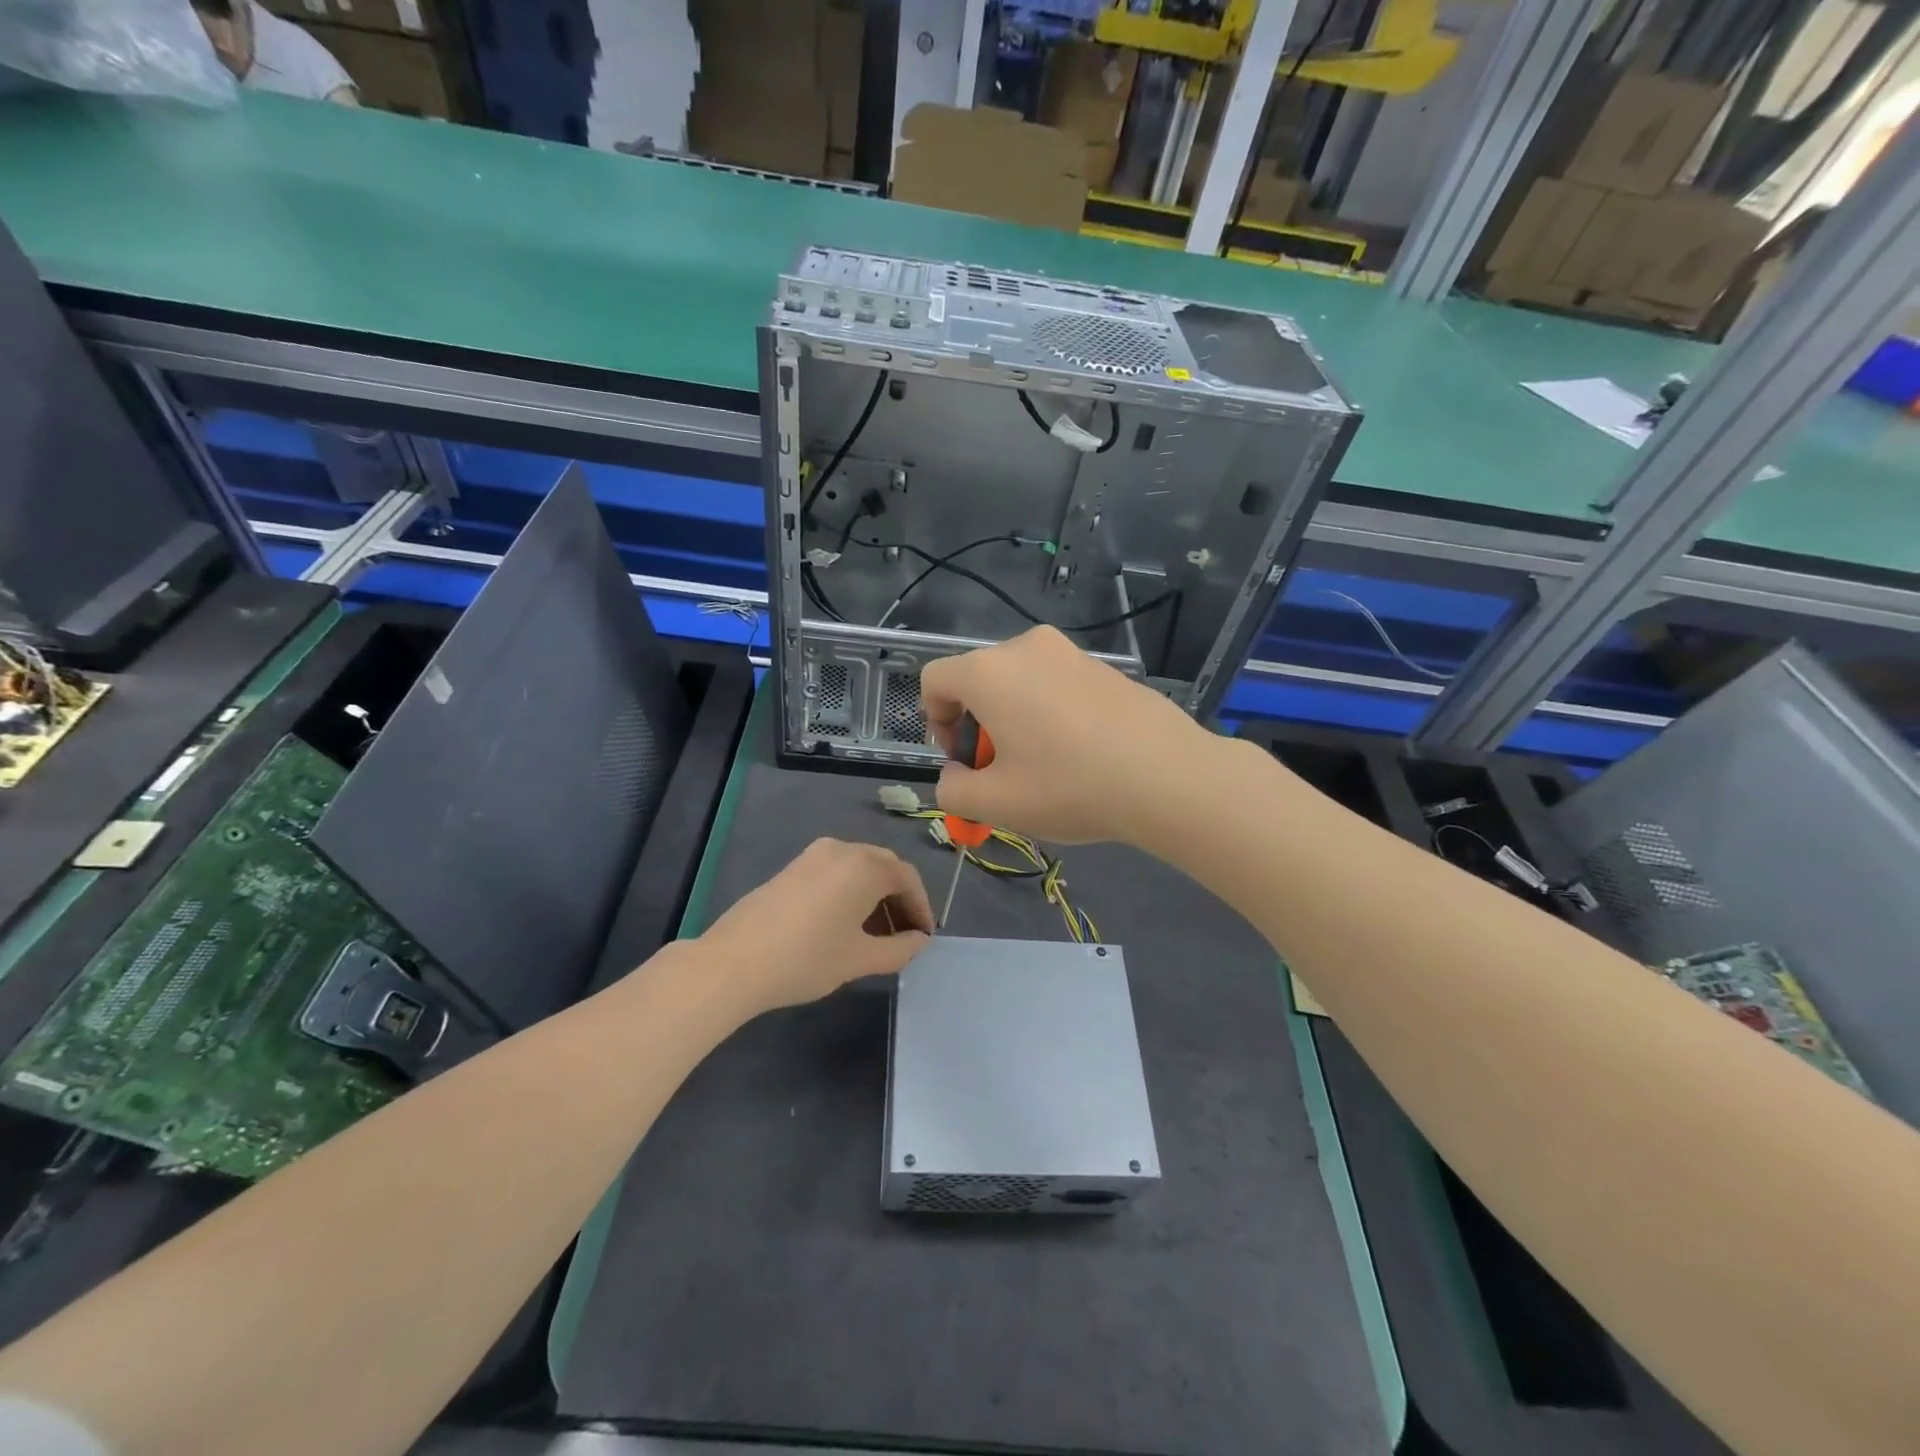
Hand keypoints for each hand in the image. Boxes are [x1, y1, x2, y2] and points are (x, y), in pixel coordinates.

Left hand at [695, 839, 933, 1014]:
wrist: (734, 963)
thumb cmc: (807, 958)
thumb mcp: (860, 959)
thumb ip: (900, 948)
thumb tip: (918, 940)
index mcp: (865, 866)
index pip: (908, 879)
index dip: (921, 908)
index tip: (924, 937)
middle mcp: (842, 849)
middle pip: (885, 868)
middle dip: (899, 900)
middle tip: (904, 936)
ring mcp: (813, 855)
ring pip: (859, 869)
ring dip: (875, 896)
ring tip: (875, 936)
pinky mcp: (792, 867)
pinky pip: (835, 872)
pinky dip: (851, 892)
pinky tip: (844, 925)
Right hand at [919, 626, 1212, 845]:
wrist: (1167, 776)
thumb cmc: (1070, 786)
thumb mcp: (997, 803)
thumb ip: (953, 790)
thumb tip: (954, 777)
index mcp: (990, 672)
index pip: (935, 680)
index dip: (934, 721)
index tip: (962, 759)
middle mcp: (1026, 647)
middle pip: (978, 680)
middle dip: (977, 725)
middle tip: (1002, 771)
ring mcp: (1070, 652)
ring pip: (1019, 682)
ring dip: (1014, 720)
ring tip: (1043, 766)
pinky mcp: (1104, 666)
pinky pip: (1056, 684)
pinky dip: (1049, 713)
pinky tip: (1079, 753)